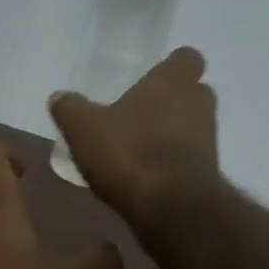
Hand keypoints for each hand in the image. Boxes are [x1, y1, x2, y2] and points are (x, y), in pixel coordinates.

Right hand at [48, 47, 221, 230]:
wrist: (172, 209)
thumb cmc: (130, 153)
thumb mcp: (83, 127)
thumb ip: (70, 108)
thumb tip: (60, 97)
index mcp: (174, 82)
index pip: (188, 58)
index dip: (171, 66)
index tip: (151, 77)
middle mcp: (199, 105)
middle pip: (192, 93)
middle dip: (170, 100)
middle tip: (138, 111)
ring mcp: (208, 140)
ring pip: (191, 126)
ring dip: (169, 133)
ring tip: (134, 147)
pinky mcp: (207, 174)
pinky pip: (188, 158)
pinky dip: (170, 162)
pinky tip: (142, 175)